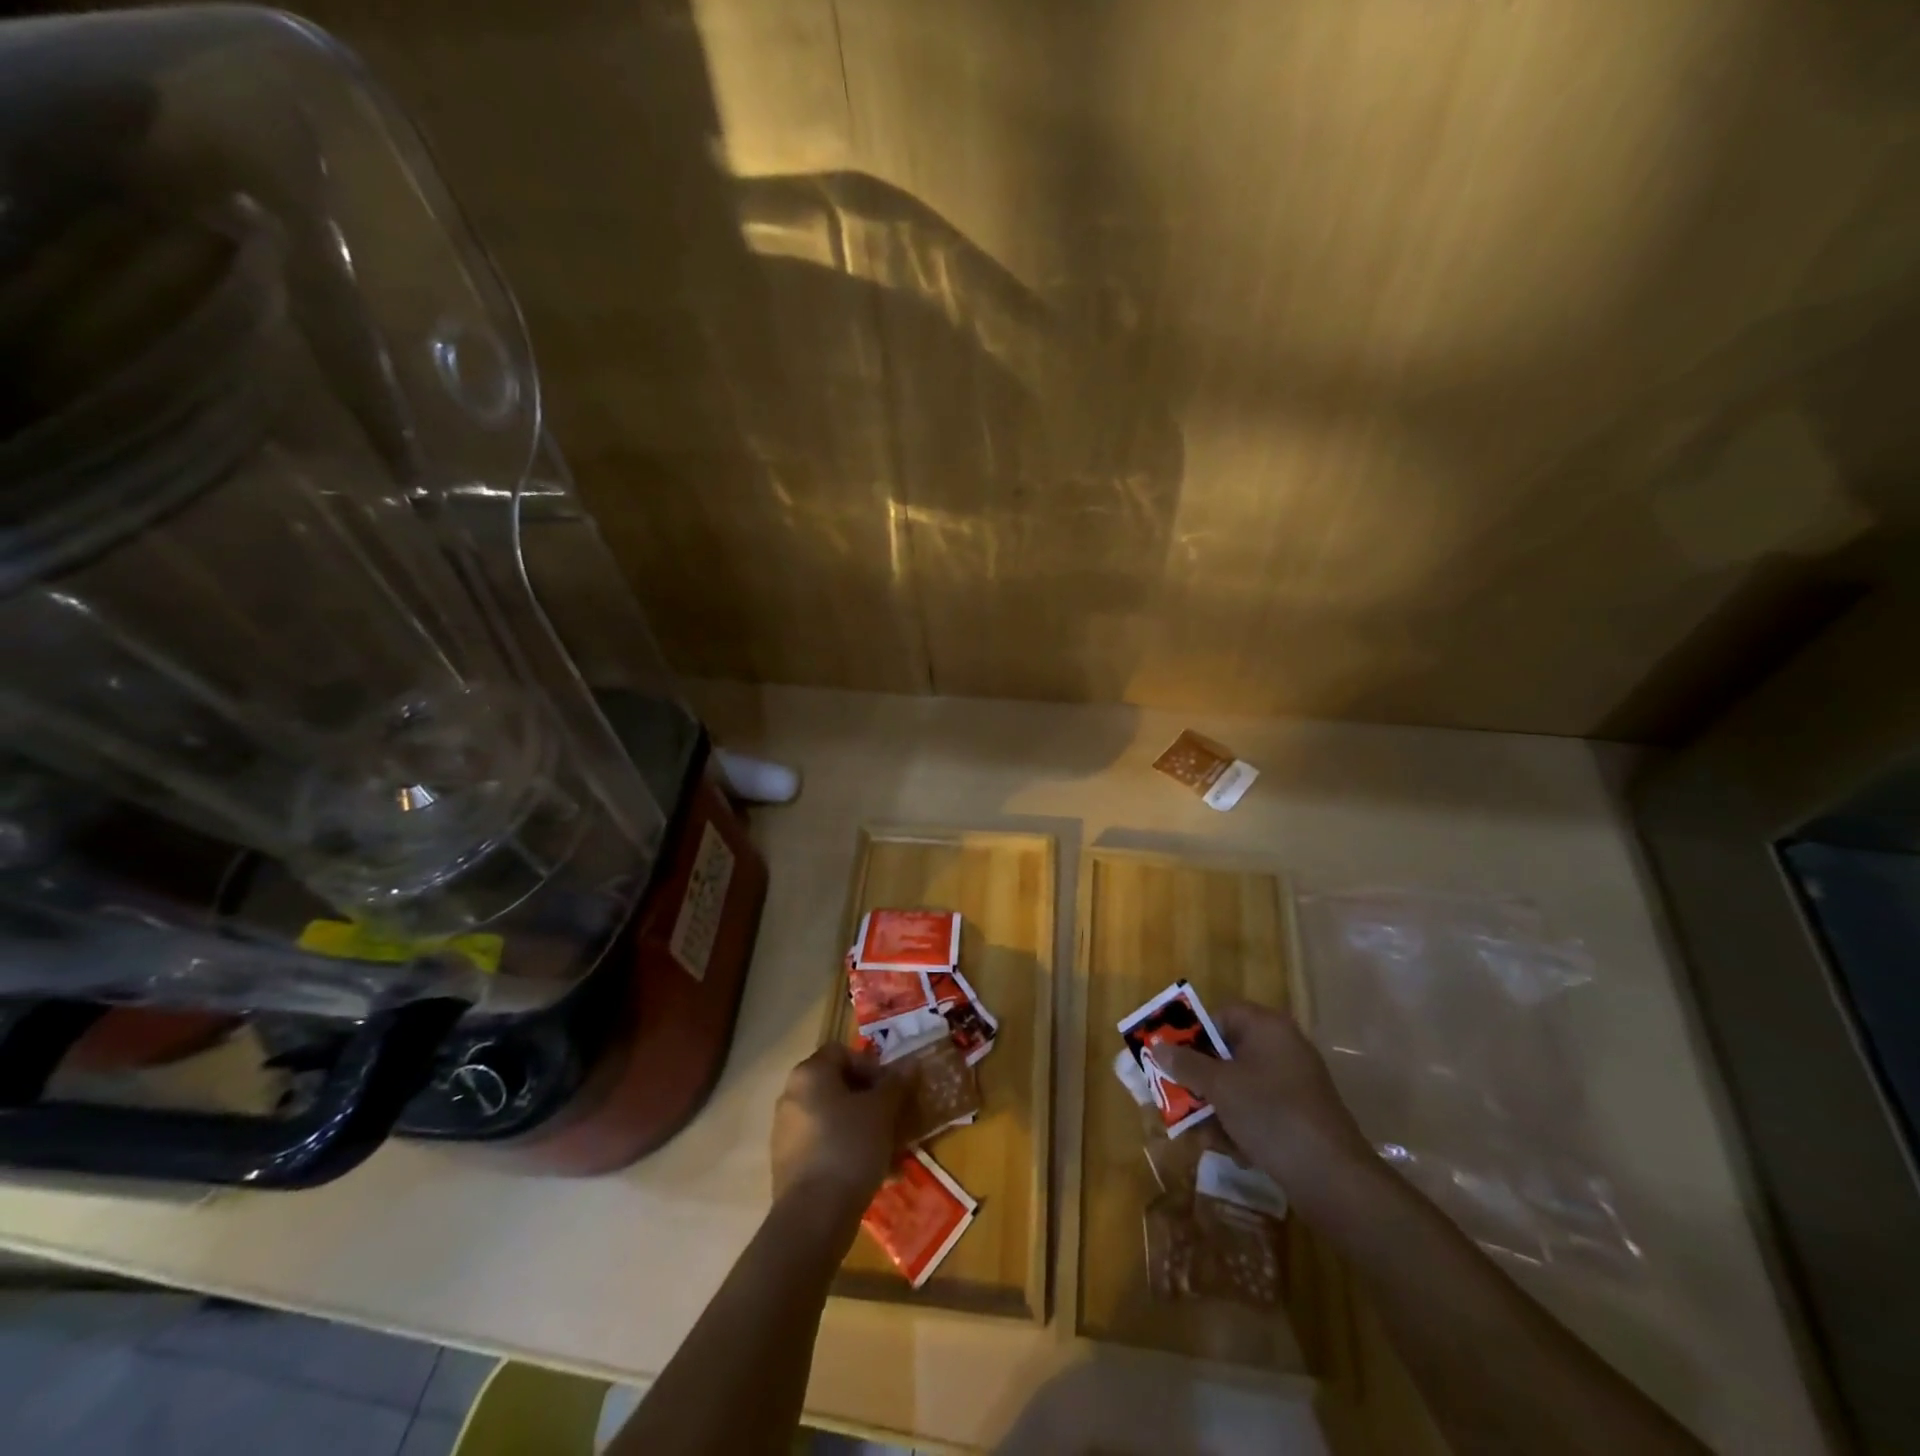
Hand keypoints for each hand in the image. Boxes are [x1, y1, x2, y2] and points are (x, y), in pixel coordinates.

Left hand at [770, 1044, 906, 1213]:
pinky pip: (824, 1147)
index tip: (890, 1089)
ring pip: (832, 1119)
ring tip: (889, 1150)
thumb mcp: (882, 1111)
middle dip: (868, 1100)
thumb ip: (896, 1084)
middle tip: (893, 1118)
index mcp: (809, 1074)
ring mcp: (786, 1132)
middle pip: (836, 1086)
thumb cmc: (849, 1147)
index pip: (842, 1052)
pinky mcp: (788, 1165)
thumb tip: (911, 1064)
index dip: (870, 1065)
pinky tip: (873, 1173)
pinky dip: (846, 1152)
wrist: (813, 1217)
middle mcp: (791, 1096)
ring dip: (861, 1128)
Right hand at [1153, 1001, 1378, 1212]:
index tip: (1172, 1058)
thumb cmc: (1271, 1115)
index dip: (1193, 1034)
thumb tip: (1157, 1045)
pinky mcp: (1300, 1114)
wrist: (1332, 1178)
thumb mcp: (1219, 1087)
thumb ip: (1186, 1063)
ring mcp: (1294, 1082)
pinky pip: (1259, 1107)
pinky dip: (1241, 1123)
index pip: (1221, 1015)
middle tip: (1177, 1097)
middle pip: (1227, 1052)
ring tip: (1203, 1134)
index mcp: (1267, 1027)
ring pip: (1240, 1084)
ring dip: (1217, 1106)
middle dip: (1201, 1078)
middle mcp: (1283, 1047)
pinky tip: (1232, 1150)